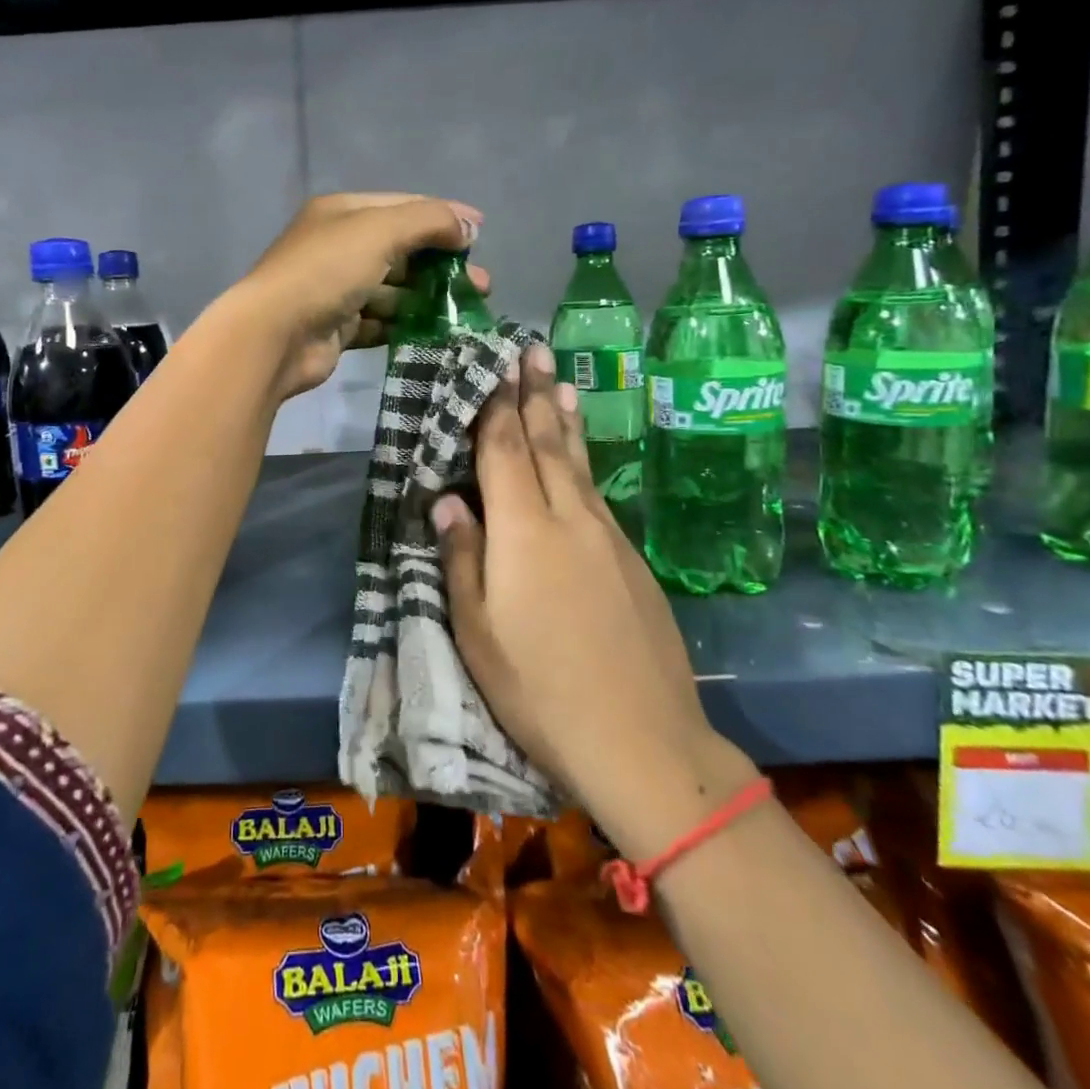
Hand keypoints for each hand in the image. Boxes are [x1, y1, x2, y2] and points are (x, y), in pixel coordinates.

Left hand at [225, 193, 488, 400]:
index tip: (480, 232)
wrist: (274, 335)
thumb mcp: (379, 230)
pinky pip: (380, 322)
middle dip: (442, 264)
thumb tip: (468, 225)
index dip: (443, 216)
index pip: (402, 206)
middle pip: (401, 251)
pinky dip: (406, 325)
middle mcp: (338, 247)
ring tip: (466, 313)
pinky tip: (436, 333)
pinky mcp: (338, 327)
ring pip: (393, 290)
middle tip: (481, 284)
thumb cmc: (326, 271)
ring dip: (428, 298)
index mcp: (342, 213)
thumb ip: (428, 221)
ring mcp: (336, 289)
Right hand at [435, 344, 750, 852]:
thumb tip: (448, 498)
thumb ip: (462, 556)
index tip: (493, 364)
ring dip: (564, 418)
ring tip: (560, 382)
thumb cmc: (540, 688)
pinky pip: (598, 491)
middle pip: (547, 442)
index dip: (495, 405)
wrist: (642, 738)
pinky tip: (581, 456)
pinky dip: (585, 459)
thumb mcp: (479, 631)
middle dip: (534, 394)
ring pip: (579, 463)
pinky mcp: (631, 559)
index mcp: (524, 530)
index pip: (504, 450)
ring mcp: (607, 536)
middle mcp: (570, 517)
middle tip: (530, 350)